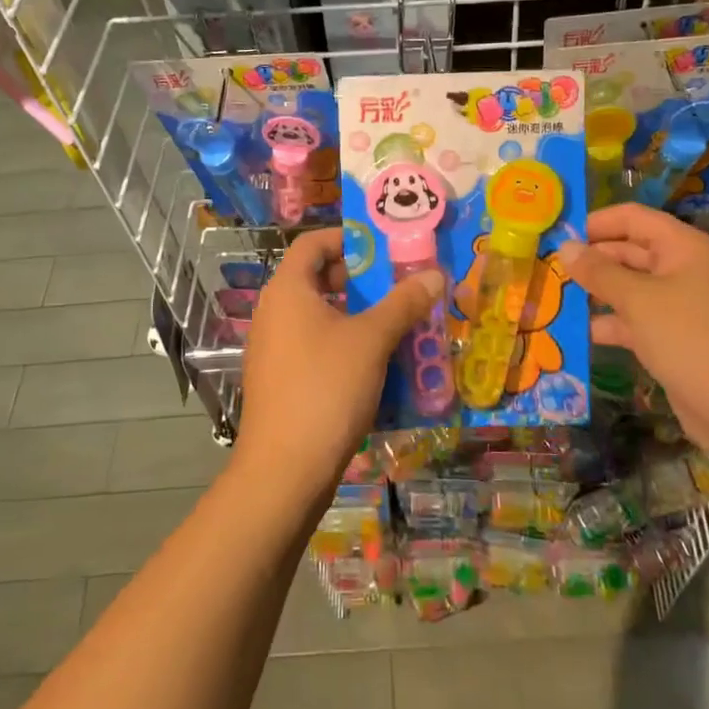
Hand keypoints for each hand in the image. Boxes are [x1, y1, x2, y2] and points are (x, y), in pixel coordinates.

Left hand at [236, 228, 442, 508]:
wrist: (285, 470)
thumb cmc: (326, 388)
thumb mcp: (372, 340)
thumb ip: (403, 303)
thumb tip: (434, 273)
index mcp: (287, 290)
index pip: (312, 243)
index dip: (348, 238)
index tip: (384, 248)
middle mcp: (274, 313)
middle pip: (318, 279)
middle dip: (361, 281)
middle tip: (399, 287)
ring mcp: (274, 349)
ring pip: (320, 317)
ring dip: (358, 316)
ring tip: (399, 325)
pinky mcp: (281, 381)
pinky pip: (316, 348)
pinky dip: (345, 346)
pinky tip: (378, 365)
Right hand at [560, 205, 708, 462]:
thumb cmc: (689, 338)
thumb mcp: (638, 300)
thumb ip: (598, 272)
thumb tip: (565, 247)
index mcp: (680, 247)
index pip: (632, 218)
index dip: (596, 222)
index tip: (558, 234)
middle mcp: (679, 269)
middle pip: (627, 251)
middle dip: (590, 259)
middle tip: (547, 267)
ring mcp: (675, 305)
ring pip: (627, 287)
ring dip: (594, 292)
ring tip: (552, 297)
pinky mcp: (669, 337)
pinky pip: (632, 320)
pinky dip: (607, 323)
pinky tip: (576, 332)